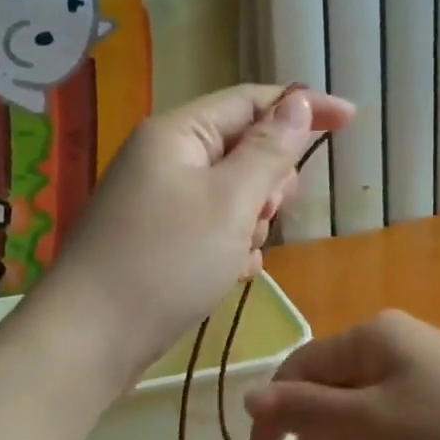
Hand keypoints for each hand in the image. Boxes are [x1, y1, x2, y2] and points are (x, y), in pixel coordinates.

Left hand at [34, 84, 353, 380]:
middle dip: (269, 180)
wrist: (88, 339)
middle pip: (242, 147)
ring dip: (251, 219)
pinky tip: (232, 273)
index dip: (302, 106)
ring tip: (240, 253)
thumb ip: (269, 150)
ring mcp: (157, 200)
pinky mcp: (157, 238)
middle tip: (267, 214)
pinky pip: (211, 226)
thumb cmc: (165, 262)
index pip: (251, 101)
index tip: (351, 120)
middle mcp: (165, 158)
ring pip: (231, 193)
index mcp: (178, 133)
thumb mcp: (230, 202)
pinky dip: (230, 244)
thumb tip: (296, 101)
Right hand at [243, 311, 439, 439]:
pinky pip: (388, 408)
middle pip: (329, 377)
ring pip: (358, 395)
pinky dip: (368, 431)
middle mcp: (394, 340)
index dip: (274, 410)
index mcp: (371, 333)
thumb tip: (247, 397)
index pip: (301, 365)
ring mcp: (423, 366)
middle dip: (306, 418)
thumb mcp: (374, 424)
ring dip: (335, 427)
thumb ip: (308, 410)